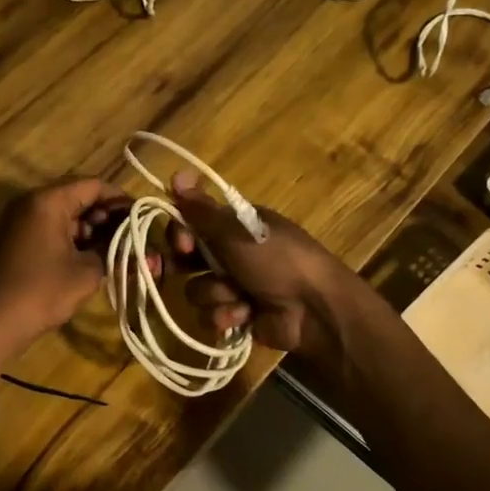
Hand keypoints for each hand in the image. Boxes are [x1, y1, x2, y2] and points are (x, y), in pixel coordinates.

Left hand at [0, 178, 134, 346]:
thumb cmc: (42, 291)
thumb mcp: (87, 273)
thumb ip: (115, 254)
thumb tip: (142, 251)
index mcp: (48, 200)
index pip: (93, 185)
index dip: (121, 199)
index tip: (142, 217)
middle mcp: (31, 202)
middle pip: (78, 196)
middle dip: (107, 215)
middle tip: (131, 236)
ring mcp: (20, 221)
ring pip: (64, 215)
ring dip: (91, 229)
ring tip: (116, 250)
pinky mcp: (16, 241)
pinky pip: (50, 229)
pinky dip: (72, 239)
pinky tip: (91, 258)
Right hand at [166, 172, 362, 366]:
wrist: (314, 309)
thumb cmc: (278, 260)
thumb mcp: (237, 231)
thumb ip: (203, 210)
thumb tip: (177, 174)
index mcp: (235, 226)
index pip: (192, 223)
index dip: (180, 233)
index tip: (182, 243)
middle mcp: (231, 253)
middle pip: (187, 258)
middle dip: (182, 265)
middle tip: (175, 270)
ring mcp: (233, 286)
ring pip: (197, 290)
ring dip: (216, 295)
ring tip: (240, 297)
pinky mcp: (237, 315)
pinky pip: (210, 316)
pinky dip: (227, 315)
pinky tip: (247, 315)